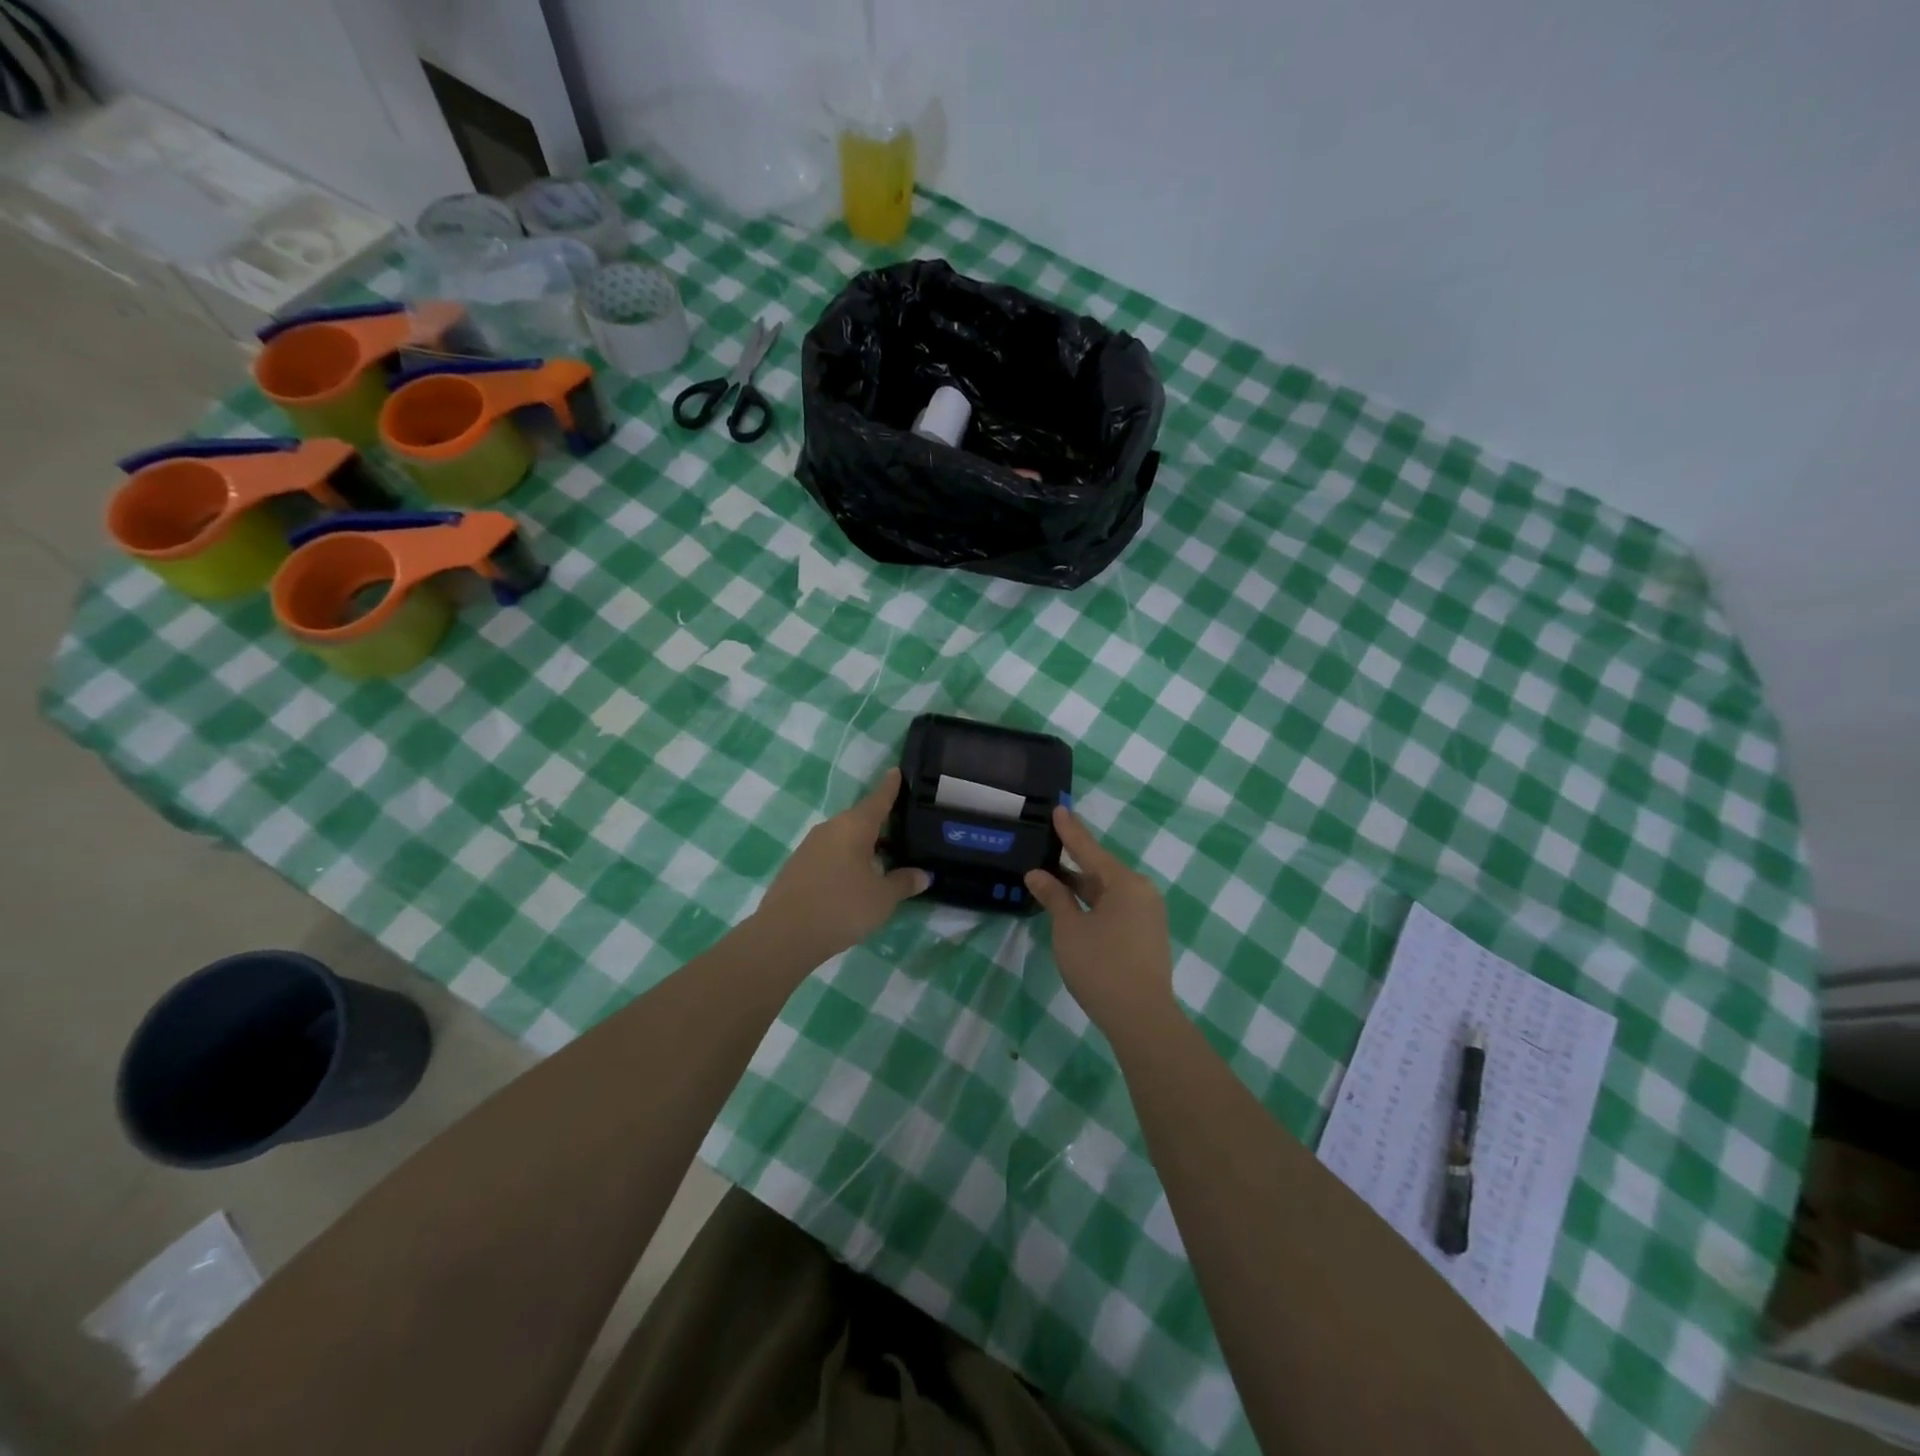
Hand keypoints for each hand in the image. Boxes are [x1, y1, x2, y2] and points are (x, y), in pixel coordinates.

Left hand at [752, 768, 929, 965]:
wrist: (785, 934)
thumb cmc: (842, 907)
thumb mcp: (882, 898)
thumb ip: (903, 882)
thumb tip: (922, 874)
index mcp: (854, 826)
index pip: (878, 799)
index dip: (890, 787)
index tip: (896, 771)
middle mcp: (830, 828)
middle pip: (860, 819)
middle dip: (880, 824)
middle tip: (902, 831)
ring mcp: (810, 846)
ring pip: (843, 838)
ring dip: (862, 845)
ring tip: (882, 860)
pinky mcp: (797, 866)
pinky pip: (829, 854)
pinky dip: (845, 860)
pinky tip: (854, 880)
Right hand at [1025, 808, 1175, 1038]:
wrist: (1141, 1017)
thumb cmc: (1101, 966)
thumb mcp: (1069, 929)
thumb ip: (1054, 897)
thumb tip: (1037, 874)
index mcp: (1125, 883)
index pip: (1090, 850)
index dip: (1071, 831)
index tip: (1059, 809)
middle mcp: (1141, 892)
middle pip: (1101, 870)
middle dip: (1073, 861)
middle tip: (1048, 845)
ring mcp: (1147, 915)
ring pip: (1108, 891)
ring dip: (1081, 887)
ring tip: (1052, 878)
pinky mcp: (1147, 935)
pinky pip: (1116, 907)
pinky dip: (1093, 903)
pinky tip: (1073, 907)